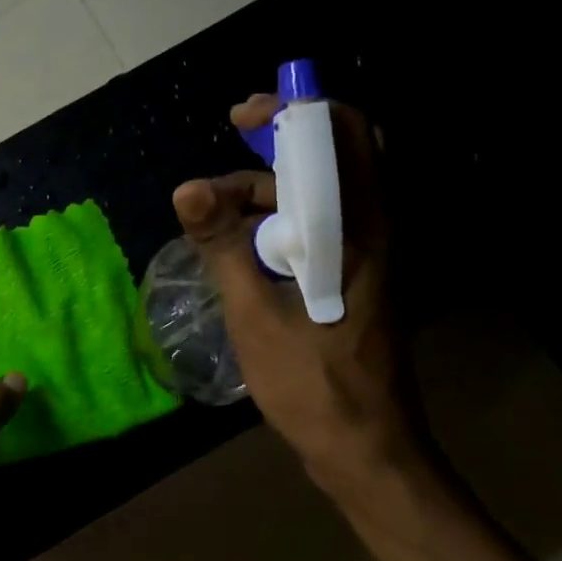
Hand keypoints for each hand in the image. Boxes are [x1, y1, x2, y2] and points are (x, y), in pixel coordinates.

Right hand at [172, 95, 415, 493]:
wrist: (364, 448)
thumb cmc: (312, 383)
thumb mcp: (255, 314)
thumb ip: (223, 246)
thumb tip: (187, 188)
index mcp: (361, 228)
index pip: (343, 134)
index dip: (294, 112)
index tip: (241, 118)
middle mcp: (374, 229)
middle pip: (332, 158)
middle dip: (276, 147)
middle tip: (226, 161)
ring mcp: (368, 255)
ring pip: (321, 194)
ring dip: (270, 191)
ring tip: (215, 219)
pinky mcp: (356, 278)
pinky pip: (319, 226)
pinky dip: (280, 221)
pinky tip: (240, 249)